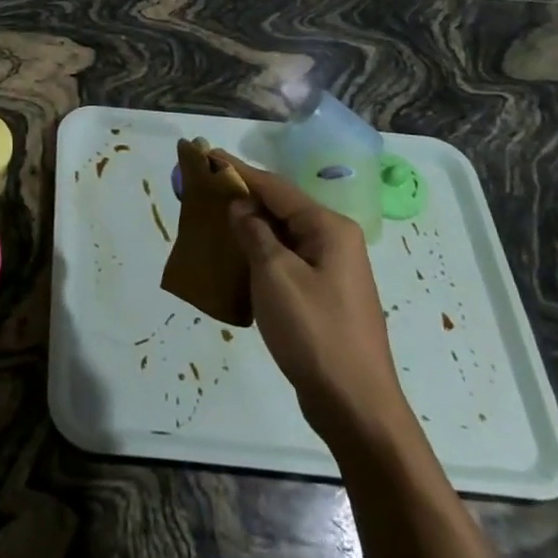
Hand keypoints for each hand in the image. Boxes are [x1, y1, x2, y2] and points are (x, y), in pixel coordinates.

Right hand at [217, 154, 410, 450]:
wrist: (354, 403)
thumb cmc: (314, 331)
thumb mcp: (275, 275)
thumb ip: (254, 233)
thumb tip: (240, 207)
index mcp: (329, 228)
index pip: (276, 187)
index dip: (239, 171)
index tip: (206, 154)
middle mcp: (335, 241)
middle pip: (281, 207)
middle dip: (242, 196)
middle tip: (203, 189)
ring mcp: (332, 270)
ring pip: (282, 235)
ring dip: (248, 226)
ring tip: (212, 219)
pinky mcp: (324, 295)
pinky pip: (286, 261)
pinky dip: (259, 254)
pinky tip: (235, 259)